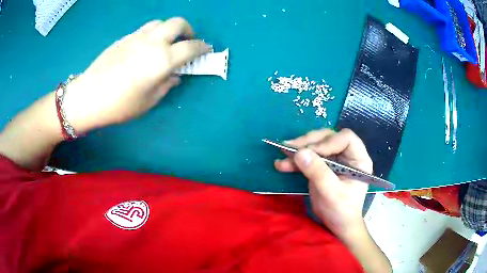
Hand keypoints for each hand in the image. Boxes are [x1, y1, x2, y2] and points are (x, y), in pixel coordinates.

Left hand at [62, 17, 210, 132]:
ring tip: (167, 42)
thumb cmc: (120, 105)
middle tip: (187, 41)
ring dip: (169, 29)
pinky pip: (144, 29)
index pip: (190, 47)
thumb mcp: (148, 101)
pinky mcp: (124, 38)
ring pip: (160, 22)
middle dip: (188, 29)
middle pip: (177, 23)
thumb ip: (166, 85)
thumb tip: (175, 76)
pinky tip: (146, 47)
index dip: (202, 47)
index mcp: (162, 60)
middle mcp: (152, 42)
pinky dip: (153, 33)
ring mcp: (137, 37)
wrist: (89, 96)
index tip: (206, 50)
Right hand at [274, 128, 372, 241]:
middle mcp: (347, 154)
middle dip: (309, 142)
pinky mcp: (322, 165)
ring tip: (282, 154)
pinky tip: (282, 164)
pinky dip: (295, 159)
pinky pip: (308, 156)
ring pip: (316, 144)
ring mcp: (334, 159)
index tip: (311, 153)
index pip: (345, 138)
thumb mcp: (331, 193)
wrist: (337, 224)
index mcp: (358, 158)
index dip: (328, 142)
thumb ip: (318, 173)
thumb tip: (299, 153)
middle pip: (328, 137)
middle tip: (290, 148)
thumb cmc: (341, 210)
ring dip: (298, 149)